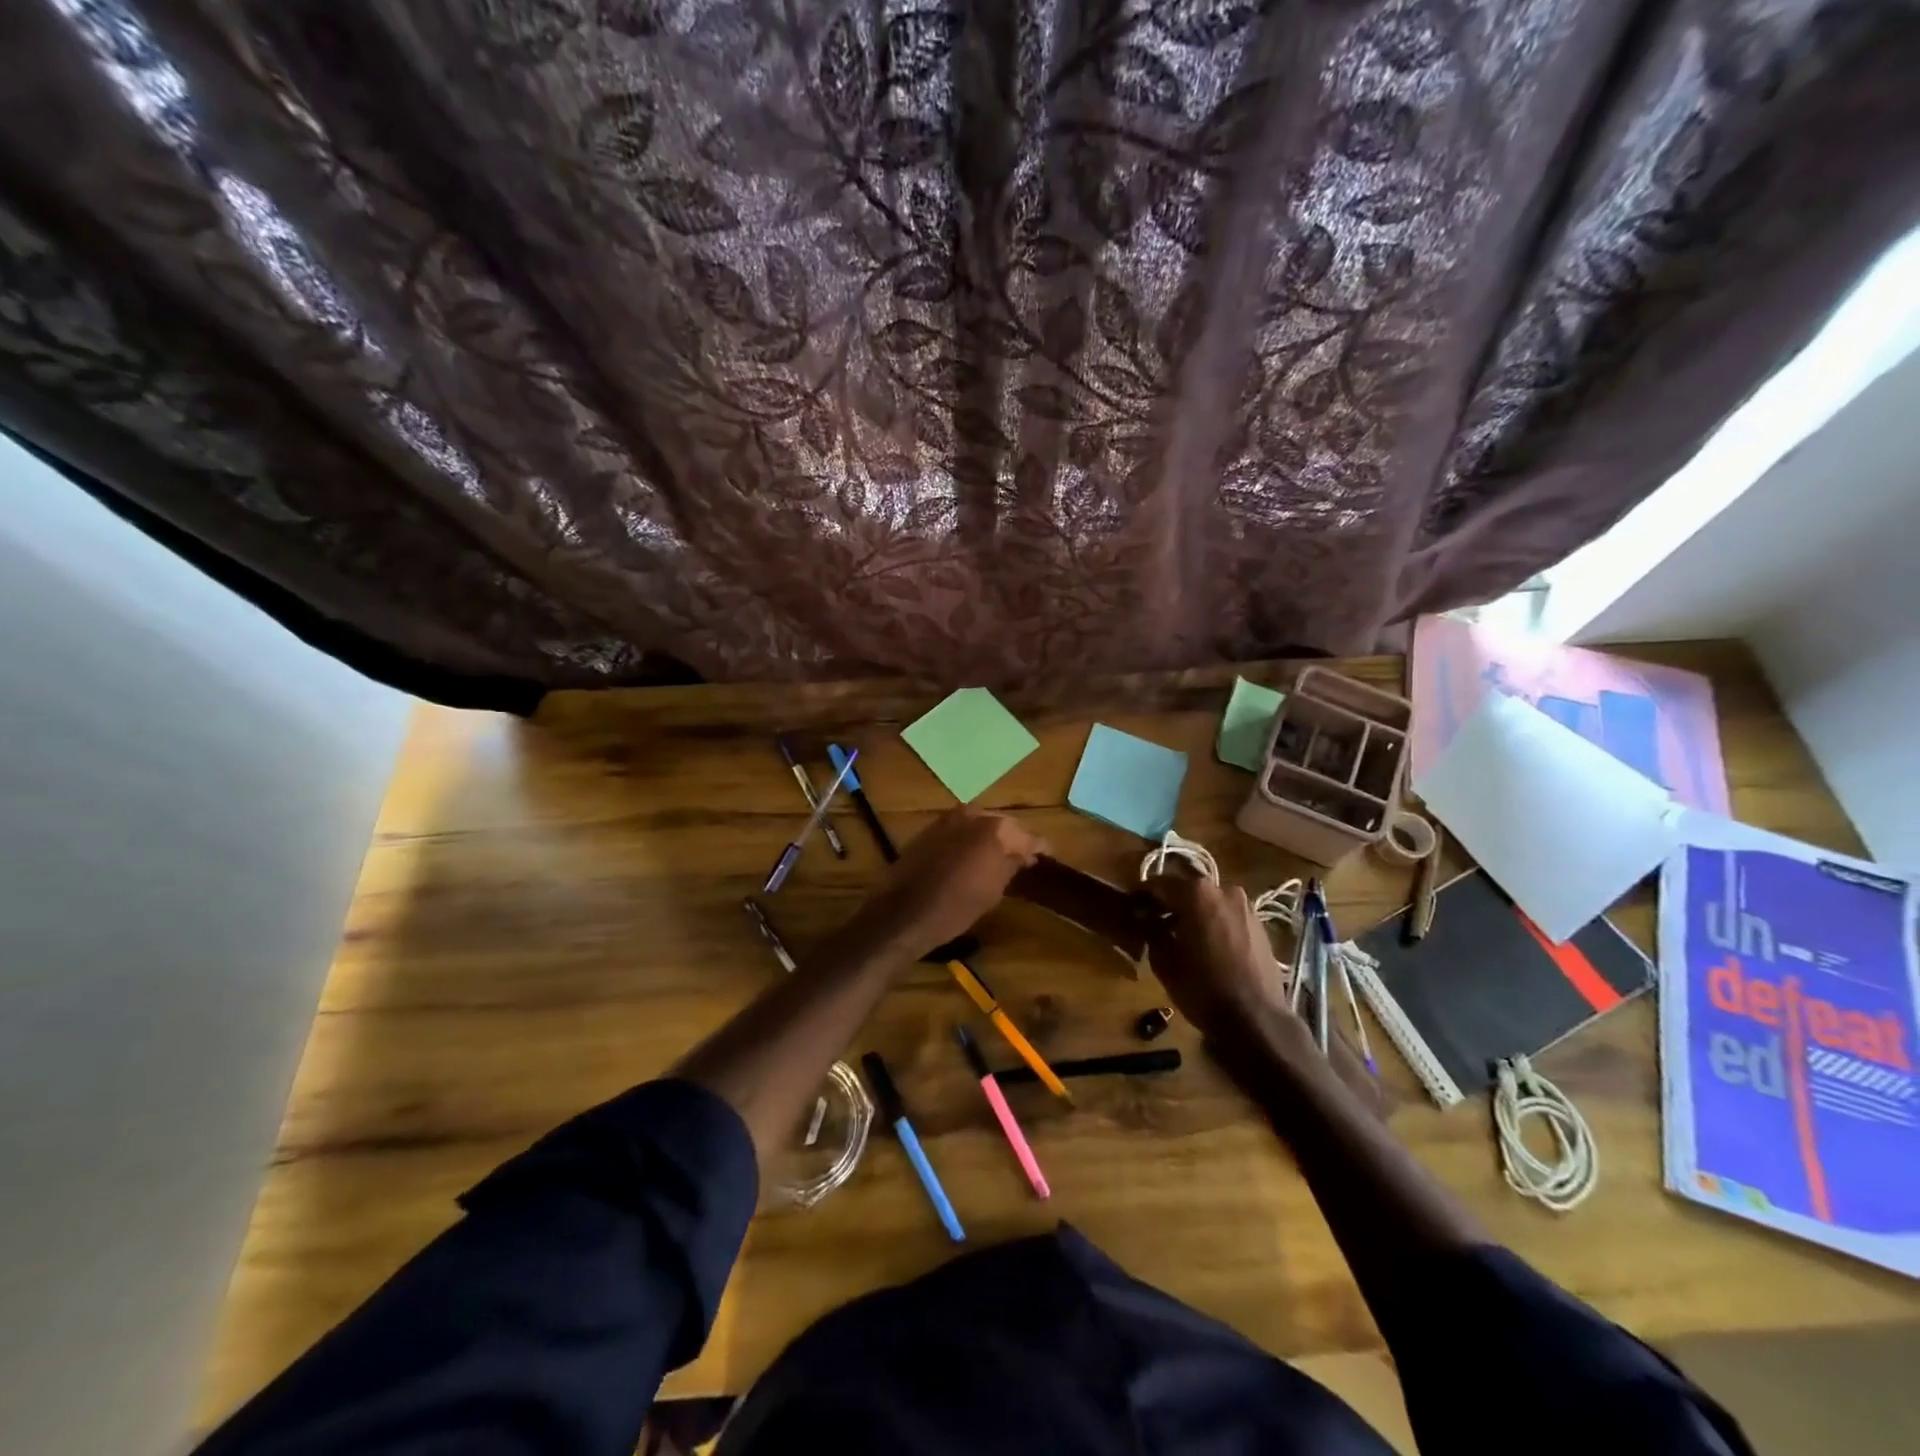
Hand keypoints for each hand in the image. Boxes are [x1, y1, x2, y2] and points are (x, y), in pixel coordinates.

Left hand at [855, 807, 1048, 958]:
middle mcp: (973, 814)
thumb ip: (1012, 864)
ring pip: (980, 823)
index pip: (1028, 835)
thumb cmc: (956, 907)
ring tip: (999, 858)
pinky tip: (972, 856)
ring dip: (991, 837)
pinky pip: (960, 828)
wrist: (904, 912)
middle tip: (1023, 858)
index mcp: (996, 829)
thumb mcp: (993, 890)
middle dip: (1014, 839)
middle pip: (1004, 824)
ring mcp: (949, 818)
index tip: (1046, 856)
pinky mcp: (930, 827)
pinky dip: (970, 839)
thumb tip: (1025, 854)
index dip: (1040, 847)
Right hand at [1143, 877, 1303, 1048]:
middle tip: (1152, 922)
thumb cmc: (1202, 987)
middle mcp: (1223, 889)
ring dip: (1192, 913)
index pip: (1158, 884)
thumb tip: (1142, 915)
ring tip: (1179, 936)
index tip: (1130, 908)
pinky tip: (1205, 945)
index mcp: (1196, 892)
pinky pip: (1226, 915)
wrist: (1256, 1019)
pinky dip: (1212, 922)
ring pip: (1208, 902)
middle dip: (1168, 903)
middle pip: (1186, 889)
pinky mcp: (1259, 925)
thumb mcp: (1163, 960)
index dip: (1141, 895)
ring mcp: (1245, 906)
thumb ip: (1150, 929)